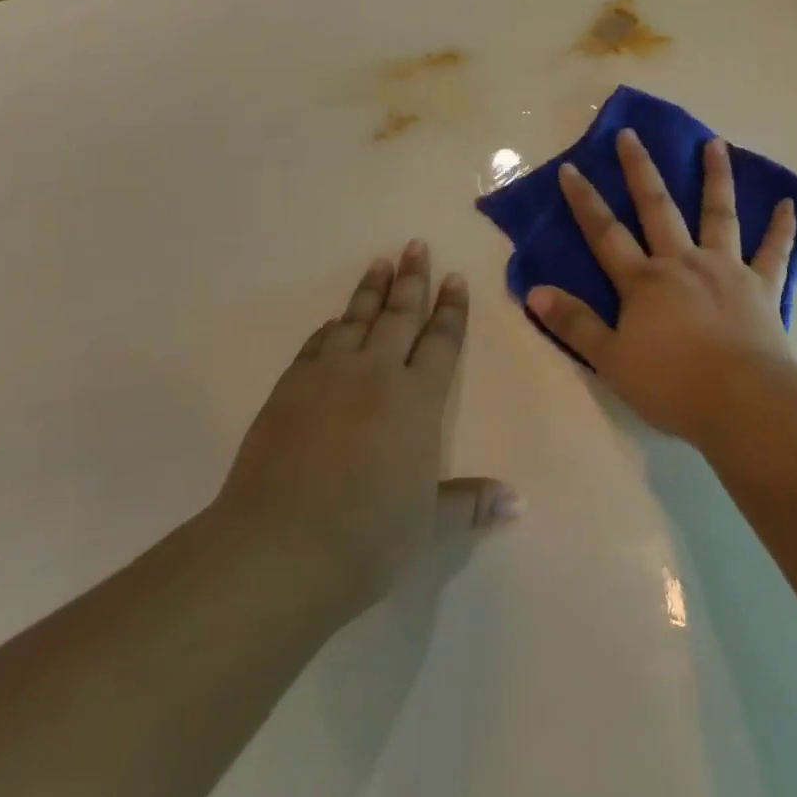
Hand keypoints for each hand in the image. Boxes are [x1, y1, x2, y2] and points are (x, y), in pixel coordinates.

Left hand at [214, 242, 519, 619]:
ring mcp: (328, 377)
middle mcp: (376, 374)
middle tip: (416, 245)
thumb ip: (471, 503)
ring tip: (379, 263)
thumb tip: (519, 502)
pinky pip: (316, 345)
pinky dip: (329, 330)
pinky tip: (332, 323)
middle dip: (412, 280)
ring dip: (370, 291)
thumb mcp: (428, 525)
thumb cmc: (367, 537)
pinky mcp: (289, 390)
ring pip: (356, 320)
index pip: (440, 341)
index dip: (451, 309)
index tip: (454, 277)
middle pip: (399, 316)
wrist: (277, 551)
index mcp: (417, 399)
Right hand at [526, 130, 796, 445]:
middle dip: (641, 170)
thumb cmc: (672, 384)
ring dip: (716, 177)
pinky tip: (790, 203)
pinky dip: (783, 227)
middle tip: (632, 134)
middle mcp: (683, 262)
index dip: (585, 201)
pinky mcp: (762, 285)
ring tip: (715, 143)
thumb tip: (535, 291)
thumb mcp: (611, 360)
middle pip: (658, 208)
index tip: (571, 168)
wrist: (741, 401)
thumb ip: (575, 323)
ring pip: (718, 214)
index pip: (606, 234)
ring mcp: (726, 268)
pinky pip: (774, 251)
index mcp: (644, 281)